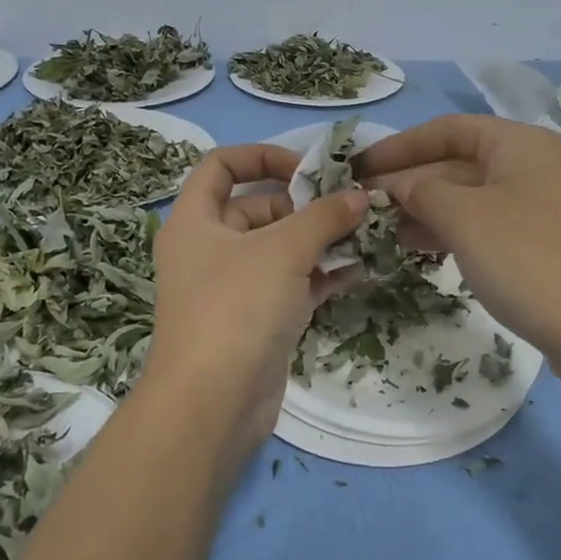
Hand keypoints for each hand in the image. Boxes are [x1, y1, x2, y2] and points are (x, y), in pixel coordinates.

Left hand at [143, 144, 368, 456]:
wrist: (214, 402)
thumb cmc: (237, 308)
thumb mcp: (283, 251)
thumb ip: (325, 217)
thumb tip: (360, 195)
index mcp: (195, 221)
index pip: (221, 166)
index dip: (263, 157)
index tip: (307, 169)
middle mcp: (210, 249)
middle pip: (259, 208)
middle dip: (306, 205)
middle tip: (351, 207)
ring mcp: (234, 287)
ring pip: (281, 249)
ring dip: (321, 240)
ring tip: (366, 233)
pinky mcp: (258, 320)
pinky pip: (293, 284)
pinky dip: (322, 275)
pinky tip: (360, 269)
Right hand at [360, 115, 560, 386]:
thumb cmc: (530, 260)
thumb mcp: (466, 218)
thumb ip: (423, 191)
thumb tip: (398, 185)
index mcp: (522, 144)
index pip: (449, 129)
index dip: (400, 146)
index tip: (358, 167)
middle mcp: (537, 166)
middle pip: (460, 163)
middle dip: (412, 181)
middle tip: (365, 206)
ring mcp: (546, 207)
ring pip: (474, 197)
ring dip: (428, 210)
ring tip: (384, 231)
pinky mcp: (548, 244)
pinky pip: (490, 225)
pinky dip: (455, 232)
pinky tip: (424, 250)